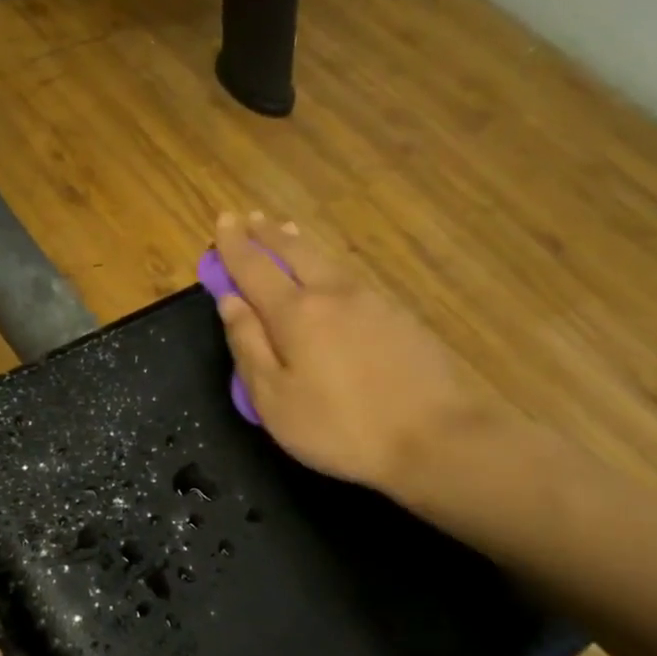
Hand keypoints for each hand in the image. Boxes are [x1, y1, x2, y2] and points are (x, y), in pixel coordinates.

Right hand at [214, 211, 481, 497]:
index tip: (222, 220)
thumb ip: (248, 346)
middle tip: (249, 218)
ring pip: (326, 260)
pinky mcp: (398, 316)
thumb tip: (230, 302)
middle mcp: (333, 294)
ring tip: (284, 231)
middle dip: (267, 234)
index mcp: (295, 313)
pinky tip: (328, 272)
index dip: (234, 246)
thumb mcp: (274, 399)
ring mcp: (371, 301)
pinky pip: (349, 276)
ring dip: (298, 243)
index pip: (255, 268)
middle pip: (294, 252)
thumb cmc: (338, 426)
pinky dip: (326, 264)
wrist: (434, 437)